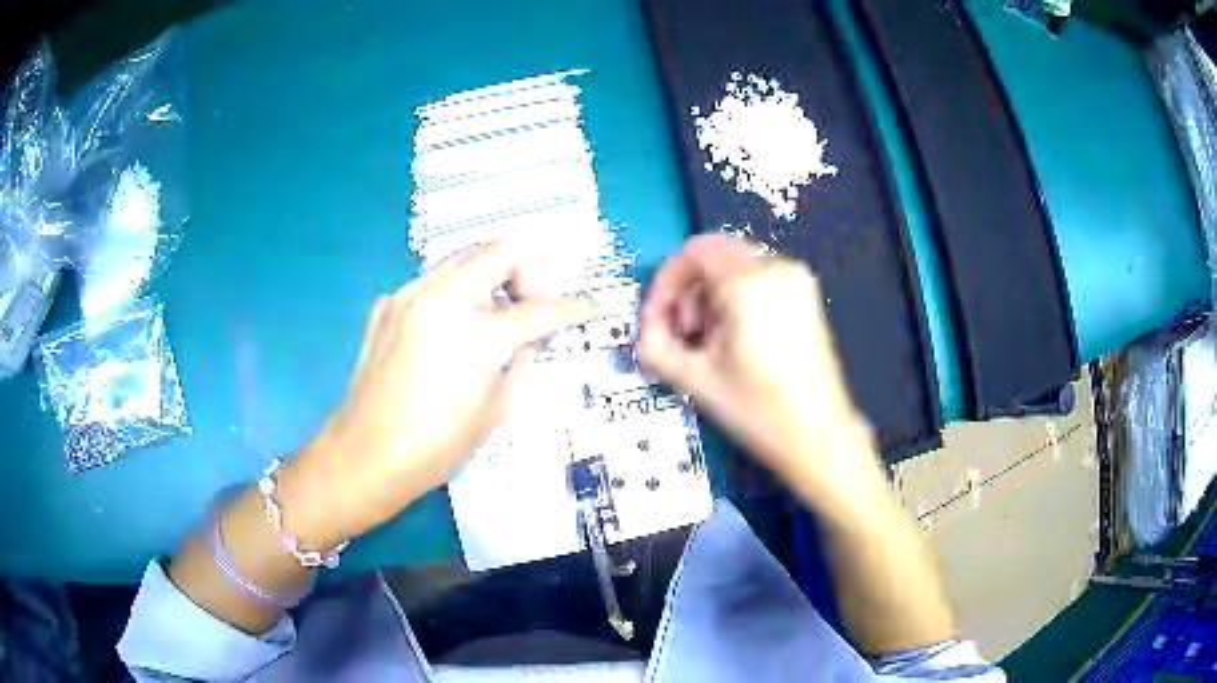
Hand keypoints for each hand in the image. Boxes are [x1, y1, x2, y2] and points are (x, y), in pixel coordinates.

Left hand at [279, 240, 594, 547]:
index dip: (573, 308)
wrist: (365, 454)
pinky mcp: (386, 303)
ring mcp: (409, 294)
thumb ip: (523, 360)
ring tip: (491, 315)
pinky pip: (430, 283)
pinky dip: (451, 296)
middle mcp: (443, 297)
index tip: (590, 307)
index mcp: (478, 332)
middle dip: (529, 270)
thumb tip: (532, 337)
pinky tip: (447, 331)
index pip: (541, 309)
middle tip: (532, 302)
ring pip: (463, 259)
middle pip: (502, 250)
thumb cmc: (436, 445)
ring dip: (488, 277)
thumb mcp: (497, 409)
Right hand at [639, 235, 878, 501]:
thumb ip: (656, 343)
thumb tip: (649, 325)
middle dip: (689, 288)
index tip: (659, 318)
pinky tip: (735, 337)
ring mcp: (797, 279)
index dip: (667, 281)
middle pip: (714, 253)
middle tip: (684, 332)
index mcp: (749, 283)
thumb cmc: (757, 410)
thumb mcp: (694, 379)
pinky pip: (758, 277)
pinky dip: (735, 296)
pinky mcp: (806, 294)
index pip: (694, 251)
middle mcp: (777, 268)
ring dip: (711, 293)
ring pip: (735, 264)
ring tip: (709, 340)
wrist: (817, 436)